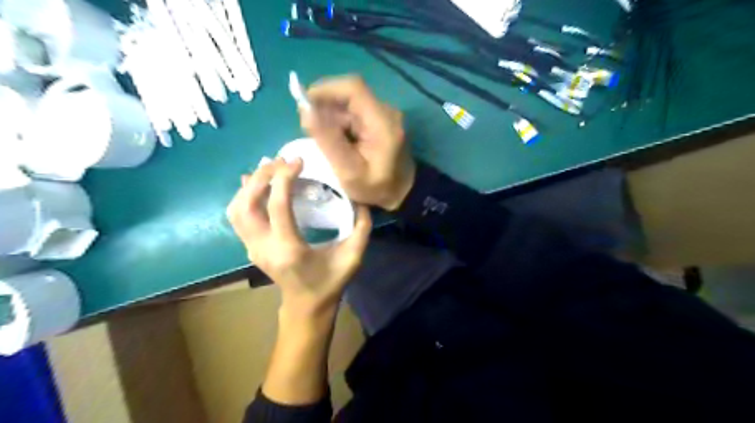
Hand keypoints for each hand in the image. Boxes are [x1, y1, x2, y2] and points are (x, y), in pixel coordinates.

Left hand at [226, 156, 374, 314]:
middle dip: (261, 177)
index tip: (297, 161)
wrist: (306, 306)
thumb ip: (361, 227)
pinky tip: (254, 183)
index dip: (284, 179)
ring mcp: (252, 249)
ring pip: (236, 210)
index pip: (277, 207)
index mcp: (289, 249)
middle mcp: (263, 248)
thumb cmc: (330, 282)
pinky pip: (237, 218)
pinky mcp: (250, 248)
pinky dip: (243, 196)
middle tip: (280, 161)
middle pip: (247, 204)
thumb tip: (360, 199)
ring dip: (249, 185)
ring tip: (269, 169)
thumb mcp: (353, 257)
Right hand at [303, 76, 418, 210]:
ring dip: (331, 116)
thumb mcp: (348, 171)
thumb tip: (305, 110)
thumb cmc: (376, 188)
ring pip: (349, 103)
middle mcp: (385, 111)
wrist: (402, 193)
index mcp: (382, 122)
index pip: (353, 88)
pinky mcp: (379, 120)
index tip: (304, 105)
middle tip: (310, 130)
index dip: (325, 90)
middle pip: (349, 94)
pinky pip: (354, 112)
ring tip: (324, 140)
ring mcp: (383, 114)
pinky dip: (340, 122)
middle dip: (325, 106)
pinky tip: (336, 141)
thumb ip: (327, 140)